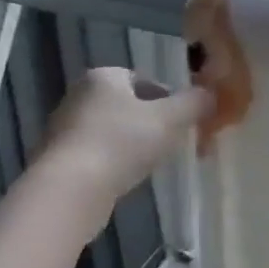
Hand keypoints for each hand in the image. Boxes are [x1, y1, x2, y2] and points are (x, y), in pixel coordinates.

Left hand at [38, 67, 210, 199]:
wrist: (70, 190)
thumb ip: (195, 103)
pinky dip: (113, 162)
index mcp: (103, 76)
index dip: (169, 99)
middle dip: (152, 122)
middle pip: (128, 105)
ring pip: (112, 131)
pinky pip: (96, 154)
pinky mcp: (57, 159)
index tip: (183, 122)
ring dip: (133, 144)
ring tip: (150, 164)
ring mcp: (64, 128)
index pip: (144, 80)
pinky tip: (125, 179)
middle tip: (171, 143)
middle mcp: (79, 95)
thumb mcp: (171, 119)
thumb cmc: (123, 143)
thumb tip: (210, 94)